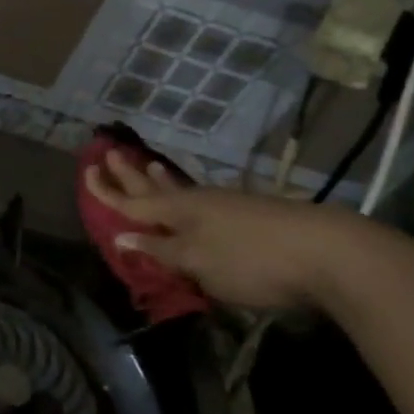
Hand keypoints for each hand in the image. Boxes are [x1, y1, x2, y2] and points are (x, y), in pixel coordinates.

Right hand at [84, 149, 375, 312]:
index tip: (86, 170)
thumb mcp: (198, 261)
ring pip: (182, 190)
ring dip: (161, 180)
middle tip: (110, 153)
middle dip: (130, 175)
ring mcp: (226, 206)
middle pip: (155, 189)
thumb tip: (121, 235)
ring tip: (149, 165)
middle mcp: (198, 203)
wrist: (326, 252)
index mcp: (178, 212)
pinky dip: (188, 193)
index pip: (132, 202)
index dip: (107, 191)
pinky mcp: (250, 214)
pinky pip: (203, 199)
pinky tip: (197, 196)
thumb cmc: (251, 260)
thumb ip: (161, 249)